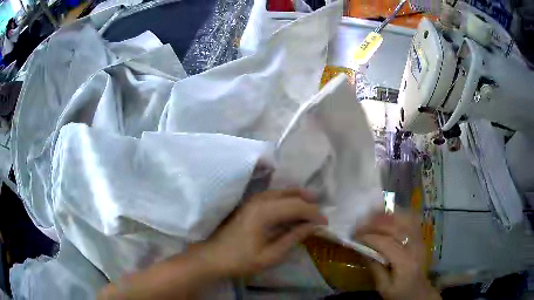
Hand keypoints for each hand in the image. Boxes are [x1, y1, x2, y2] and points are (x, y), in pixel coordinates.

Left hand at [196, 189, 326, 276]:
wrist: (212, 257)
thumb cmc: (241, 260)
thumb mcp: (271, 255)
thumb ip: (293, 237)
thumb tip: (313, 226)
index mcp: (265, 212)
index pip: (297, 206)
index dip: (314, 214)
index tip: (325, 223)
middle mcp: (259, 200)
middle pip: (291, 195)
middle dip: (308, 204)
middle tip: (320, 216)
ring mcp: (252, 200)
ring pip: (282, 192)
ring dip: (298, 199)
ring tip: (311, 210)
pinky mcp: (249, 204)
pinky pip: (273, 196)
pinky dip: (287, 201)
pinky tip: (292, 210)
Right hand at [355, 212, 440, 299]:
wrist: (419, 292)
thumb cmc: (399, 292)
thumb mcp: (383, 287)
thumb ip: (374, 268)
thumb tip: (362, 249)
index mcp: (405, 262)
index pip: (386, 243)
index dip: (370, 237)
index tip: (355, 235)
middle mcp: (415, 246)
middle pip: (396, 227)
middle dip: (376, 223)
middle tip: (360, 223)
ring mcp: (420, 239)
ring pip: (405, 218)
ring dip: (388, 215)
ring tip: (373, 215)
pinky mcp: (421, 237)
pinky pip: (411, 219)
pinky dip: (399, 214)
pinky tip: (389, 215)